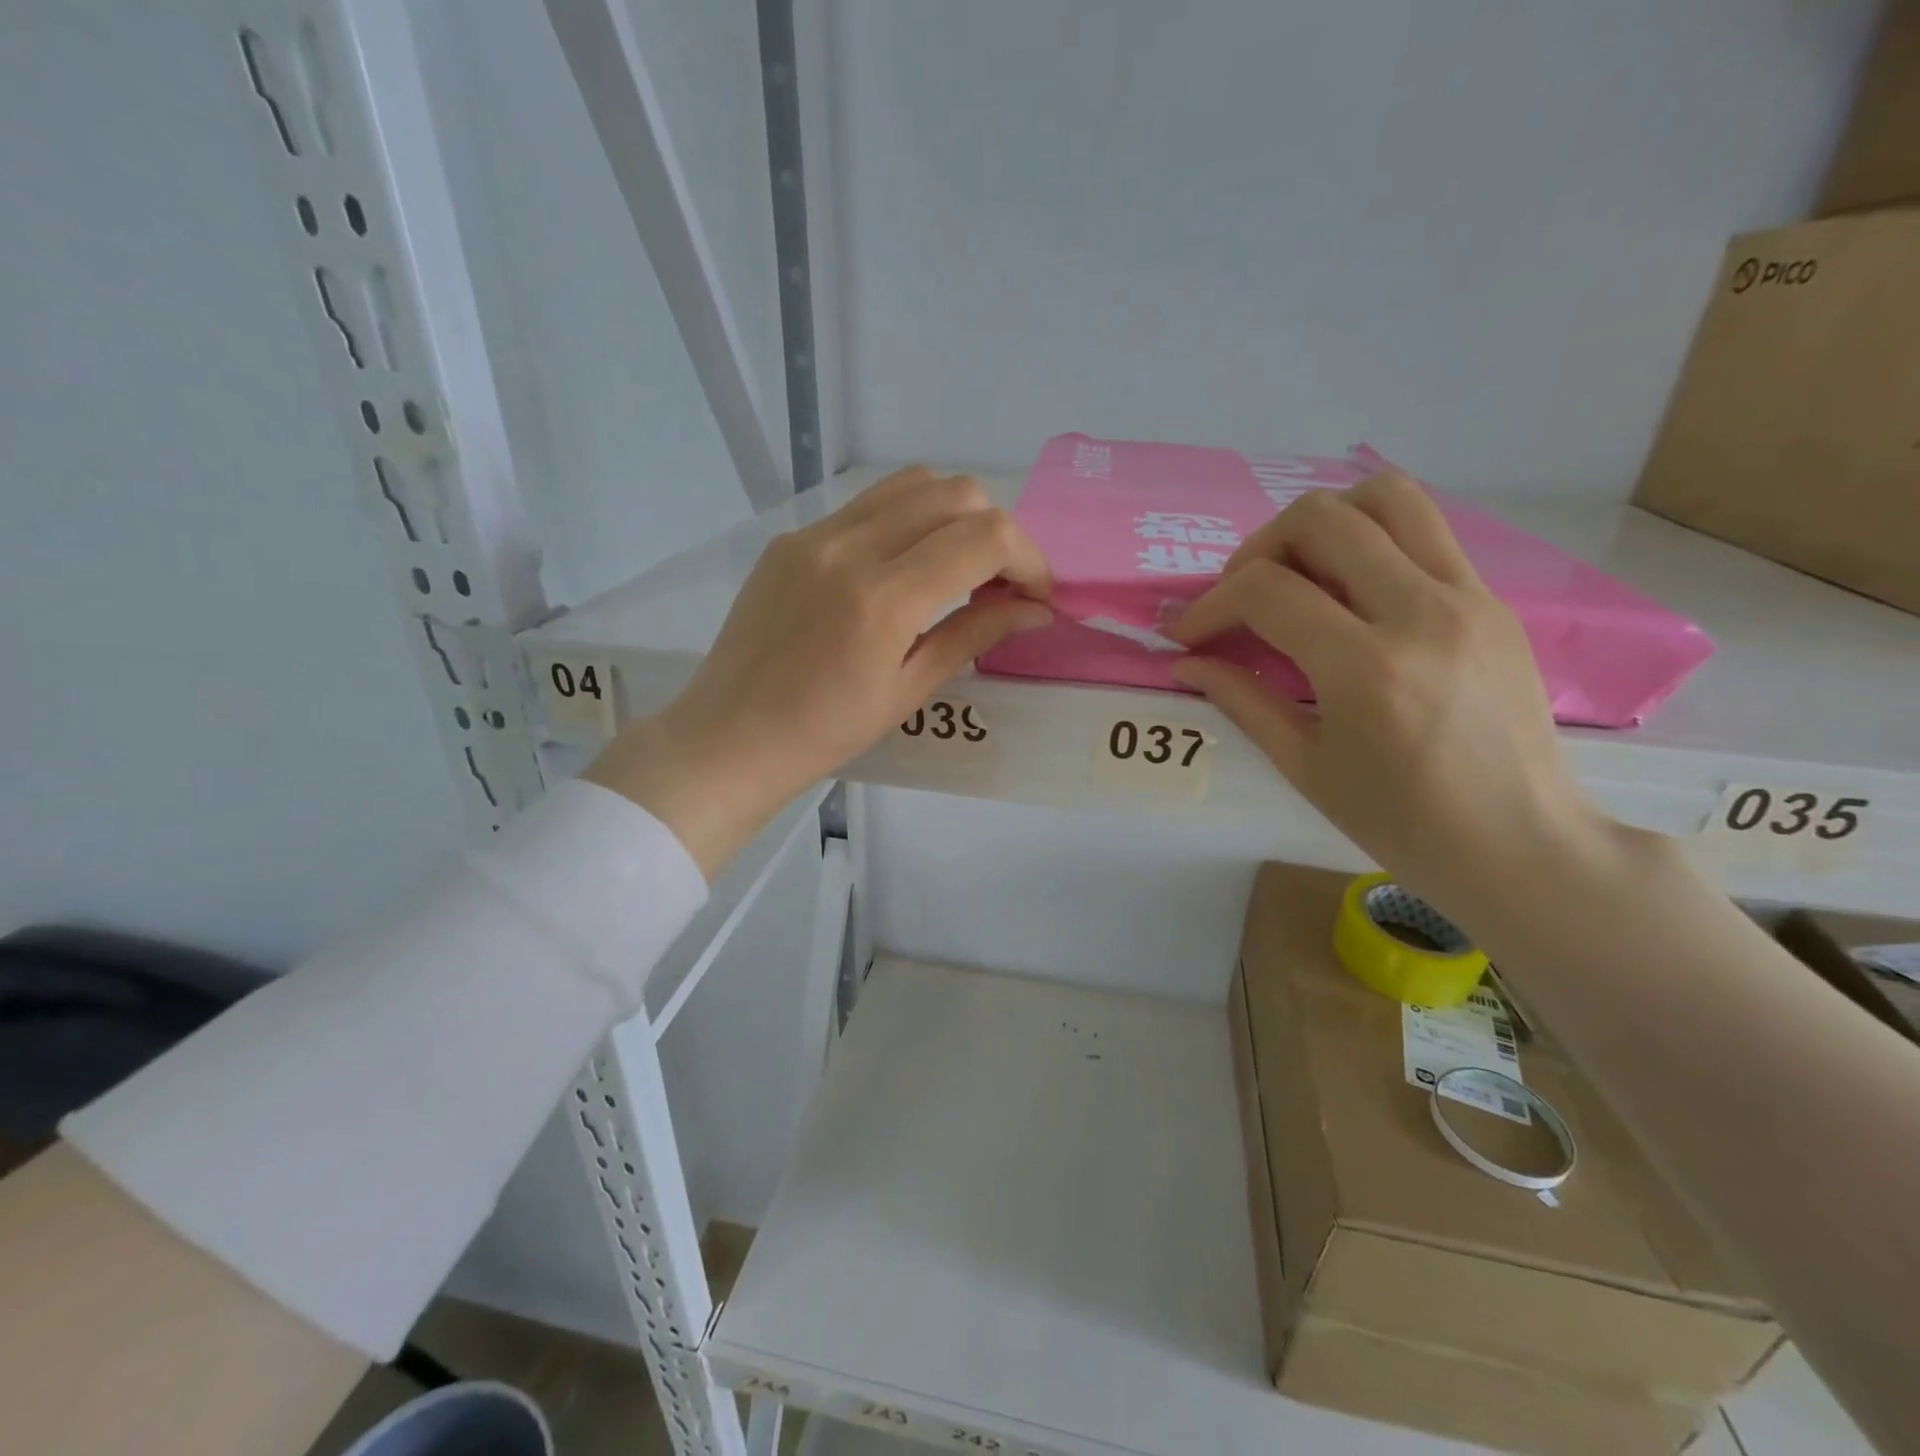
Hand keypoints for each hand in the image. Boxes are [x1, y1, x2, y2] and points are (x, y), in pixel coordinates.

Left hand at [587, 468, 1051, 875]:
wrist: (731, 736)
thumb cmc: (826, 732)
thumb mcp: (909, 690)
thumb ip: (975, 635)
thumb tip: (1035, 608)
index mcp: (882, 599)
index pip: (985, 537)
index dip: (1029, 559)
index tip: (1034, 595)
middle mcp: (849, 548)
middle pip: (955, 493)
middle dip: (997, 532)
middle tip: (998, 584)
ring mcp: (814, 535)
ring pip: (912, 484)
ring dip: (953, 516)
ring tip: (955, 568)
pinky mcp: (792, 538)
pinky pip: (868, 505)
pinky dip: (907, 522)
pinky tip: (903, 569)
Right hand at [1168, 472, 1611, 921]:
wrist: (1521, 844)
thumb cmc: (1401, 822)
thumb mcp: (1305, 766)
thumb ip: (1242, 699)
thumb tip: (1186, 663)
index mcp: (1366, 667)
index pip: (1266, 590)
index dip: (1210, 604)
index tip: (1188, 633)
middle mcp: (1420, 611)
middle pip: (1320, 519)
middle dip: (1257, 550)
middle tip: (1241, 597)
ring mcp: (1467, 596)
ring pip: (1384, 496)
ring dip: (1322, 522)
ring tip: (1298, 572)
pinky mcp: (1492, 598)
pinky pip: (1423, 530)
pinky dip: (1369, 540)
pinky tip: (1348, 593)